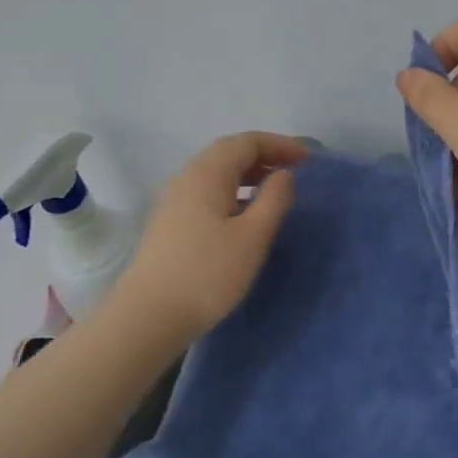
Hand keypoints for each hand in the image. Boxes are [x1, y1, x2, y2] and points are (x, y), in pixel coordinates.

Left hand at [114, 132, 306, 340]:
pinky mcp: (170, 223)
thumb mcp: (253, 236)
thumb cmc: (208, 273)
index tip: (308, 159)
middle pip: (228, 152)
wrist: (149, 315)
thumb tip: (284, 175)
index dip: (280, 145)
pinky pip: (207, 192)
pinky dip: (233, 191)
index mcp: (207, 173)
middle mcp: (187, 178)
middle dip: (264, 155)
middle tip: (294, 170)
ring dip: (248, 174)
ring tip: (274, 190)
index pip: (247, 142)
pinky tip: (245, 214)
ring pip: (216, 173)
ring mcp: (174, 201)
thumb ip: (274, 199)